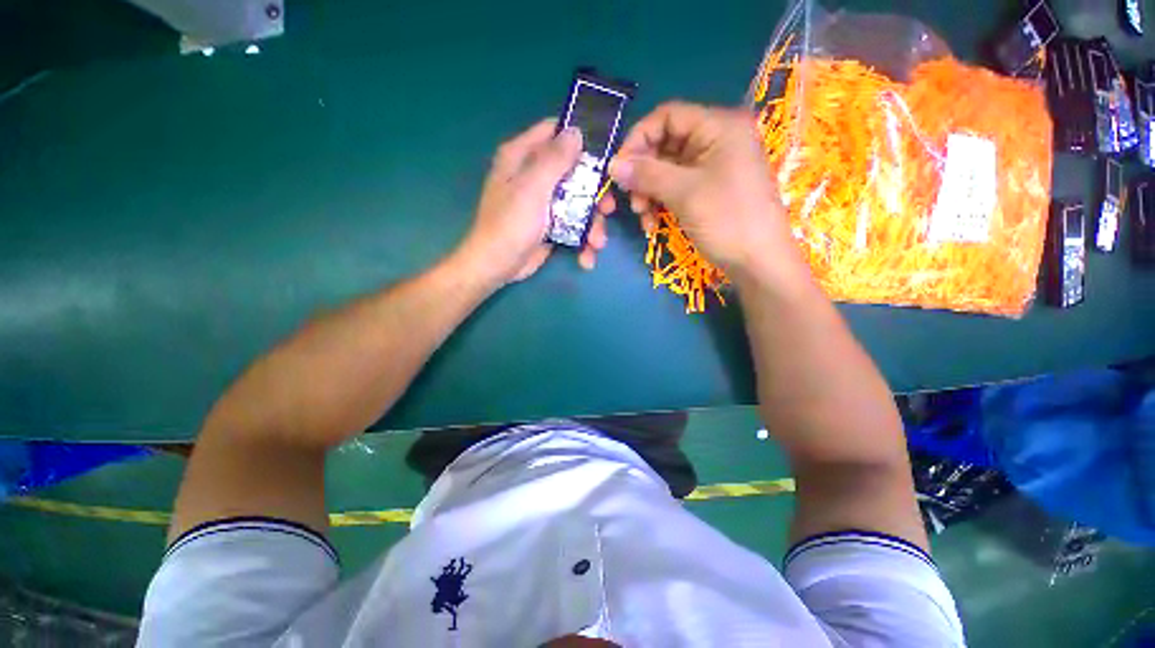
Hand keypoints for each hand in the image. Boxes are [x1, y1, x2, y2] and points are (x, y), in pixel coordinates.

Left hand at [455, 119, 612, 287]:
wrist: (498, 266)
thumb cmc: (510, 224)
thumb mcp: (532, 187)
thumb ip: (554, 159)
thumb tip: (577, 131)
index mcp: (523, 157)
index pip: (554, 131)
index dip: (581, 138)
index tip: (605, 152)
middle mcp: (534, 175)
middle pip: (575, 171)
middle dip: (595, 193)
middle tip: (607, 208)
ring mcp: (544, 202)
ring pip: (578, 202)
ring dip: (592, 224)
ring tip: (597, 243)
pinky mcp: (551, 225)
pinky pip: (573, 225)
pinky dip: (582, 241)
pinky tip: (586, 258)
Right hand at [609, 102, 799, 277]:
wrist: (758, 262)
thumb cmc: (727, 220)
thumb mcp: (684, 193)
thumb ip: (646, 174)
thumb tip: (612, 164)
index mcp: (718, 126)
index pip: (667, 117)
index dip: (638, 139)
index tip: (618, 168)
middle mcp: (716, 140)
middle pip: (665, 145)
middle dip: (643, 174)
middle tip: (632, 201)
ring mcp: (713, 167)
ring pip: (667, 170)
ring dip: (648, 193)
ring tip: (642, 217)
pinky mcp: (708, 190)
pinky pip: (676, 188)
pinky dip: (660, 203)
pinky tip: (652, 224)